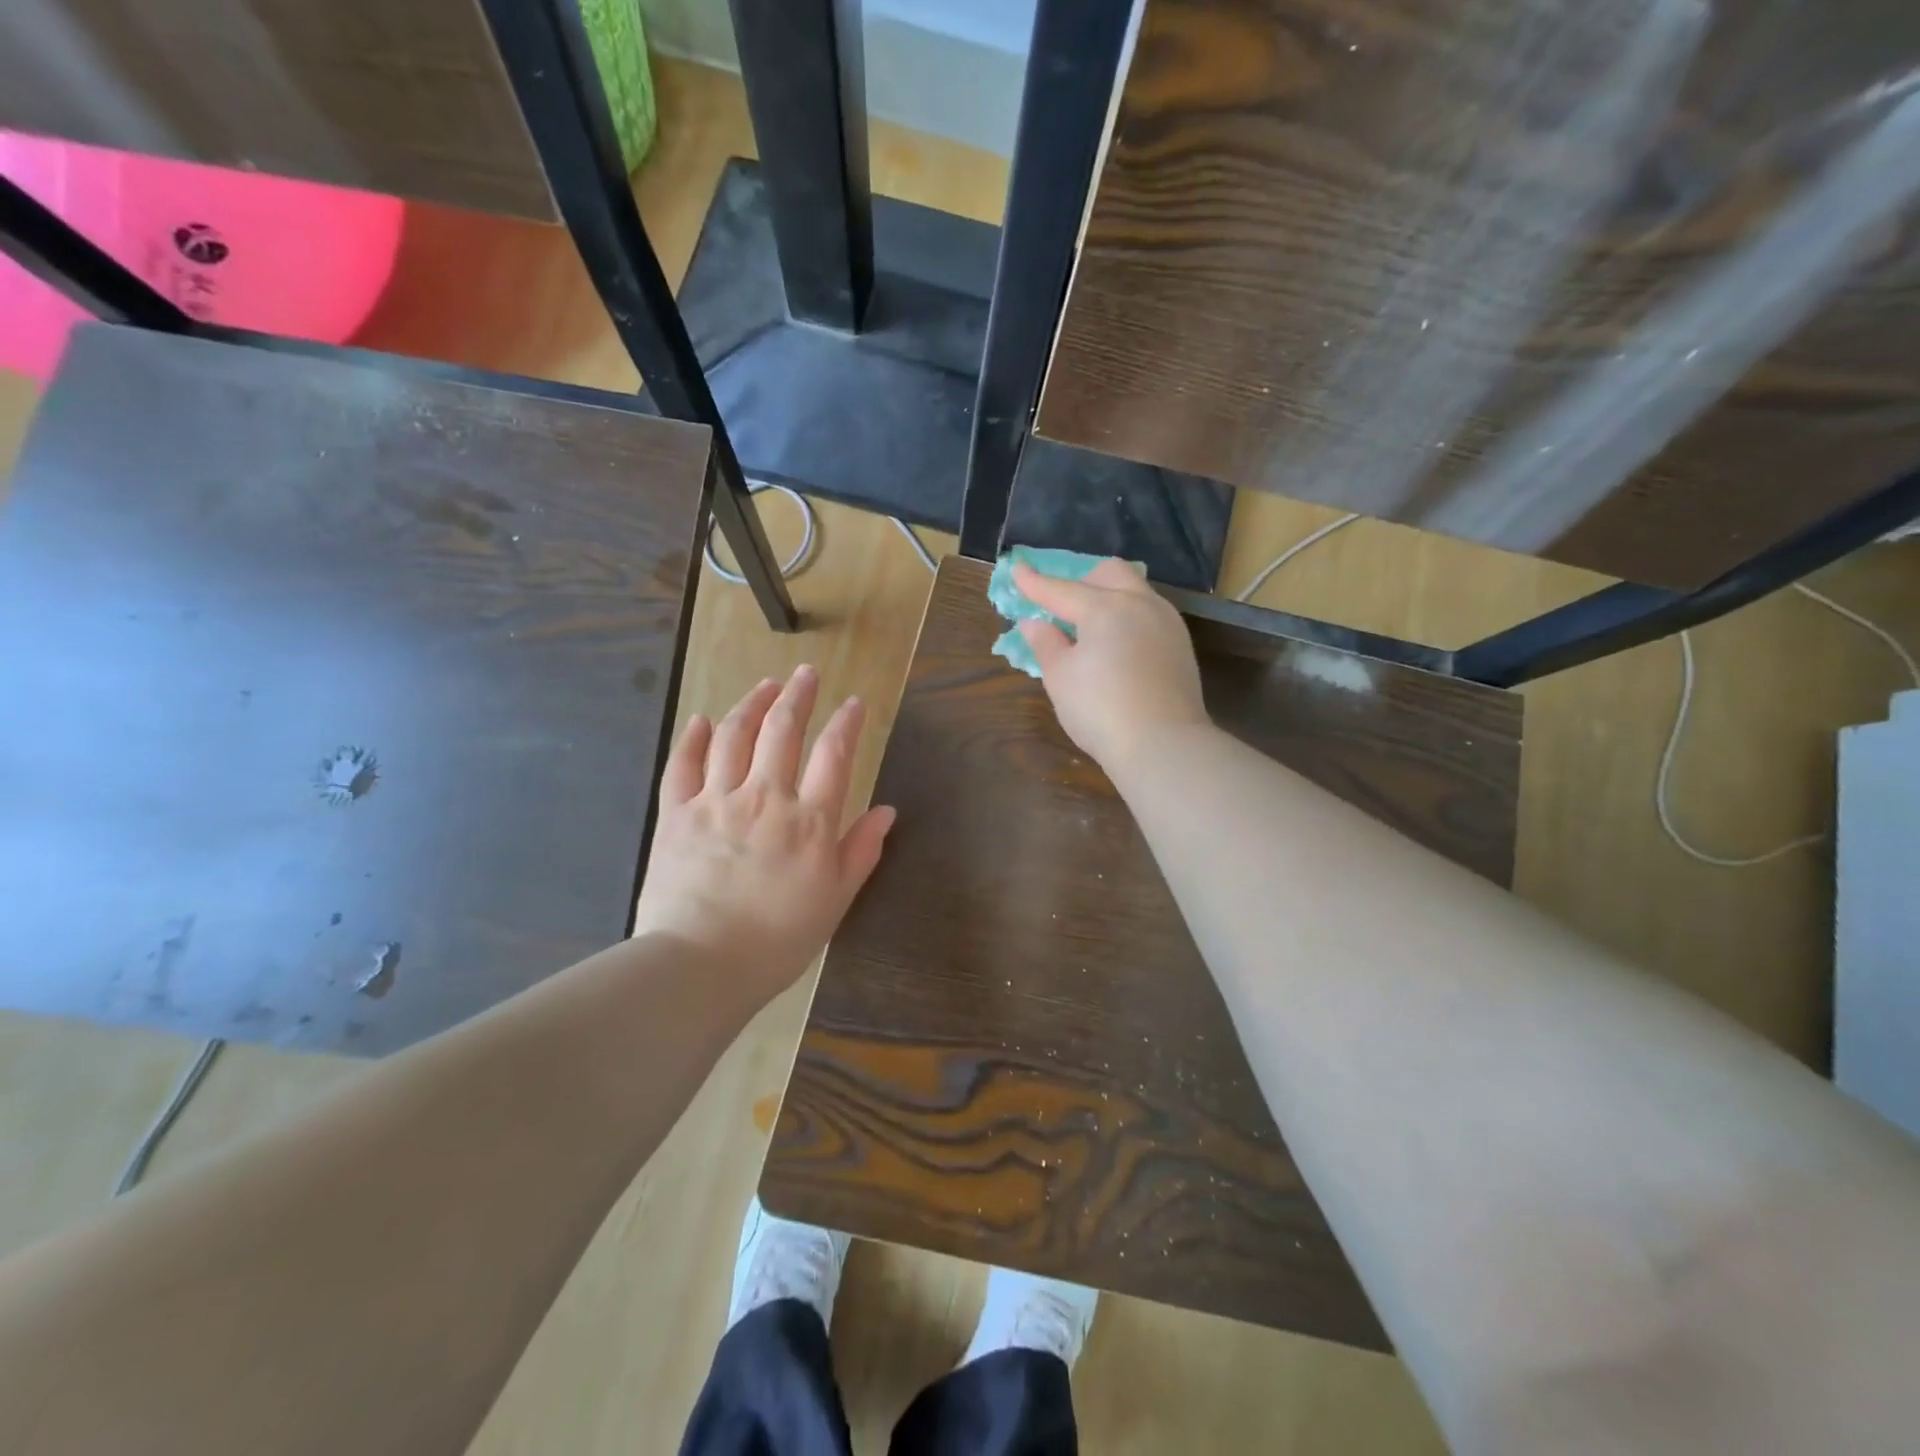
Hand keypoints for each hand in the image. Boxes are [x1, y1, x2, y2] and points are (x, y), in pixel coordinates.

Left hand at [631, 666, 894, 1004]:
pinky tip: (702, 721)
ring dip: (752, 703)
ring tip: (765, 685)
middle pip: (783, 730)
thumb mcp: (835, 900)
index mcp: (809, 820)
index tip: (853, 703)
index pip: (835, 754)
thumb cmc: (778, 939)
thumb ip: (861, 851)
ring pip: (734, 735)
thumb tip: (887, 811)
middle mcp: (765, 797)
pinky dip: (693, 738)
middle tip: (806, 673)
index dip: (846, 723)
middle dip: (798, 695)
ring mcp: (716, 801)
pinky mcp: (677, 814)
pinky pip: (683, 765)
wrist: (700, 965)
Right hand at [1014, 559, 1209, 771]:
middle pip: (1109, 574)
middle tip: (1064, 604)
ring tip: (1091, 626)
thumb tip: (1034, 623)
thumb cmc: (1100, 710)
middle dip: (1083, 580)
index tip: (1016, 568)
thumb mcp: (1060, 678)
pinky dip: (1128, 618)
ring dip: (1110, 597)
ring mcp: (1166, 623)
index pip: (1061, 589)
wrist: (1162, 744)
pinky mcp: (1181, 646)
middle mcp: (1140, 604)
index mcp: (1105, 607)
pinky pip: (1149, 615)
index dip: (1034, 582)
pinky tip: (1118, 645)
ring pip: (1135, 591)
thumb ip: (1045, 643)